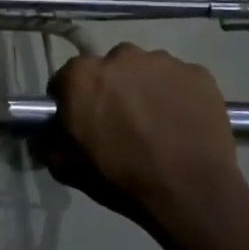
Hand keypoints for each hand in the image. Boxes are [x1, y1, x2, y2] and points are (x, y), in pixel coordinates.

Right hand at [42, 44, 244, 224]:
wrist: (189, 192)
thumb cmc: (121, 179)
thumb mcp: (68, 168)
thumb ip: (52, 143)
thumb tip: (50, 135)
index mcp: (83, 77)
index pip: (67, 78)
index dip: (72, 99)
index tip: (81, 119)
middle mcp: (121, 57)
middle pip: (110, 67)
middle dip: (111, 88)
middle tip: (121, 120)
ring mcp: (164, 62)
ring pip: (147, 70)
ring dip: (145, 88)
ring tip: (156, 122)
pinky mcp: (198, 73)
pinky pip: (180, 80)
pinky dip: (178, 95)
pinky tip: (182, 123)